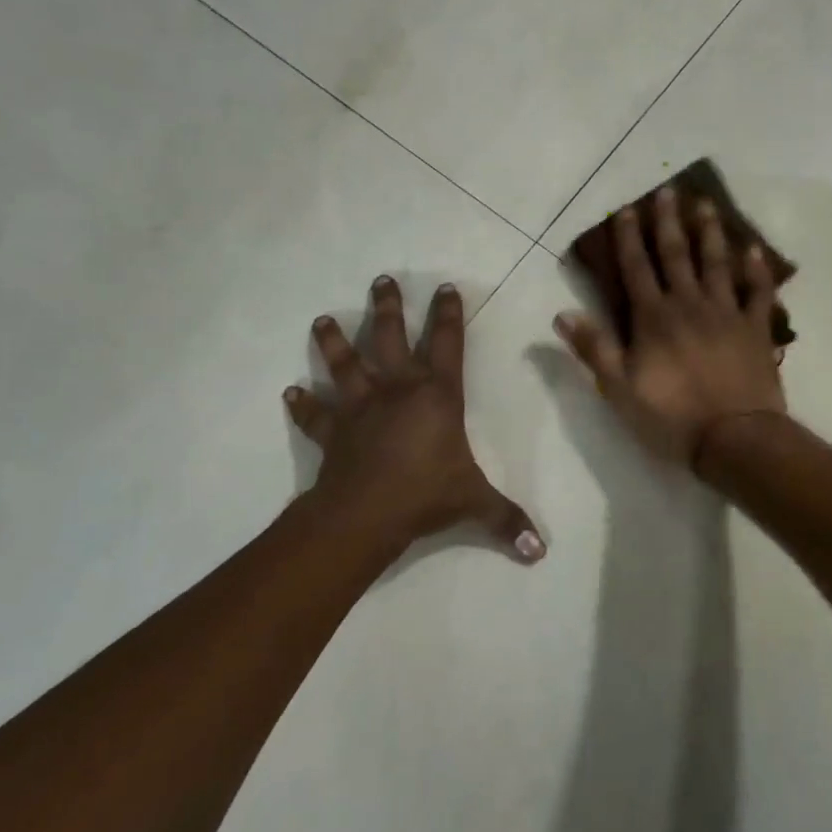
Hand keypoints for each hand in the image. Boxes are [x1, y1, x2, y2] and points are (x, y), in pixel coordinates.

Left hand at [286, 276, 544, 562]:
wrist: (366, 515)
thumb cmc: (426, 495)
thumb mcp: (475, 503)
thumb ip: (507, 520)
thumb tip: (541, 551)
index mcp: (437, 396)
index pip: (448, 344)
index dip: (448, 314)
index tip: (444, 287)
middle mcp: (397, 390)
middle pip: (390, 337)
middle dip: (387, 308)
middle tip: (381, 280)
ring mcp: (360, 407)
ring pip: (345, 365)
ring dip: (332, 342)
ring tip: (321, 319)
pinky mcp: (333, 432)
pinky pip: (315, 416)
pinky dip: (302, 405)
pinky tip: (290, 393)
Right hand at [554, 187, 785, 468]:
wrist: (734, 438)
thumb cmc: (671, 417)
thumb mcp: (619, 389)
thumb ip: (593, 348)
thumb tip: (562, 313)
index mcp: (654, 318)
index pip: (636, 268)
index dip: (629, 238)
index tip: (626, 209)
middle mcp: (689, 305)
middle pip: (676, 255)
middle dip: (668, 222)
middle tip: (667, 191)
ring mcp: (726, 313)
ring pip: (717, 264)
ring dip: (710, 233)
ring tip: (705, 205)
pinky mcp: (755, 329)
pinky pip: (758, 293)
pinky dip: (758, 271)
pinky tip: (755, 250)